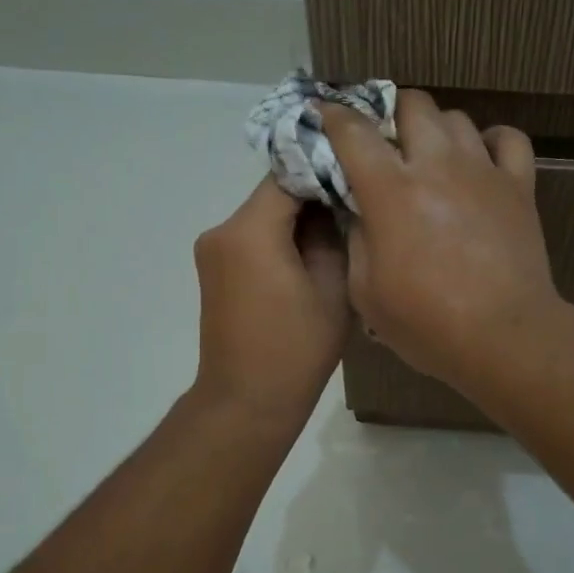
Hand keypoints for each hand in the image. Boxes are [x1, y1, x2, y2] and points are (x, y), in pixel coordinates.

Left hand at [191, 179, 348, 429]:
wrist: (247, 402)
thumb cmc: (297, 349)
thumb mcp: (333, 288)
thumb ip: (334, 235)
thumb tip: (336, 205)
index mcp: (249, 230)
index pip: (288, 175)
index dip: (325, 170)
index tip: (360, 178)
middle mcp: (221, 231)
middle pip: (273, 194)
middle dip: (314, 197)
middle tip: (357, 208)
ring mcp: (213, 251)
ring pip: (264, 216)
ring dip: (299, 221)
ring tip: (339, 237)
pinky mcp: (215, 271)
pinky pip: (253, 238)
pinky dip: (281, 240)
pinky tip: (310, 260)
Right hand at [322, 91, 565, 396]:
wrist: (503, 337)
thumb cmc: (427, 324)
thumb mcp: (366, 292)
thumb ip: (356, 240)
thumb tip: (357, 210)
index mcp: (391, 191)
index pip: (353, 130)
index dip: (331, 117)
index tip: (322, 117)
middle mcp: (437, 166)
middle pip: (413, 105)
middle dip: (390, 113)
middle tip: (384, 144)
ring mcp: (483, 171)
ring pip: (457, 118)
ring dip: (436, 129)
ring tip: (430, 156)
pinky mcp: (519, 186)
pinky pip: (509, 139)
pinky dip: (492, 141)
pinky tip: (481, 160)